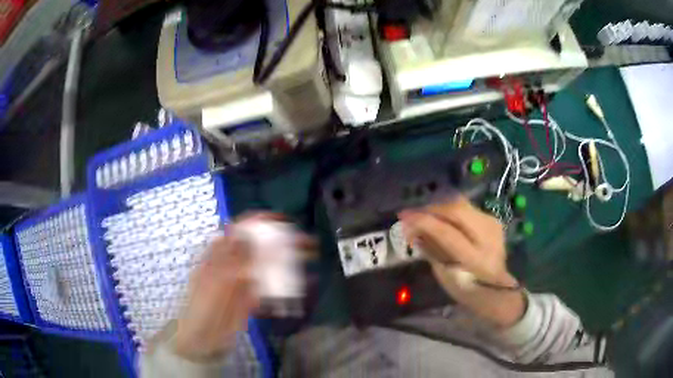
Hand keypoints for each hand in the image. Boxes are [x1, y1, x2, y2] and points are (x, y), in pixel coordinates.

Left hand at [172, 213, 313, 360]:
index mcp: (220, 253)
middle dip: (283, 242)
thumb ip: (237, 259)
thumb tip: (253, 236)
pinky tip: (303, 287)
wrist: (204, 338)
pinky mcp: (252, 298)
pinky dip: (286, 287)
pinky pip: (272, 288)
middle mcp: (234, 263)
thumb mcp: (218, 280)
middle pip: (260, 246)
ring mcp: (244, 281)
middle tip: (307, 242)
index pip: (242, 229)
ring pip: (269, 266)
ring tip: (310, 259)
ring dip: (288, 262)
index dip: (262, 222)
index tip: (285, 222)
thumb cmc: (204, 306)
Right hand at [398, 196, 524, 327]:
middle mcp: (488, 237)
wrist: (497, 287)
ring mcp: (493, 225)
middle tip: (411, 213)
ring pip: (462, 205)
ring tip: (423, 214)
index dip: (424, 222)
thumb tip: (413, 230)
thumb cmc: (467, 288)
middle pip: (457, 210)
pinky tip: (439, 217)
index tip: (403, 217)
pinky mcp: (492, 219)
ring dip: (439, 208)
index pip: (447, 233)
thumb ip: (431, 250)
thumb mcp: (445, 275)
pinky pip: (466, 208)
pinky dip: (449, 211)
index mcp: (476, 259)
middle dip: (431, 209)